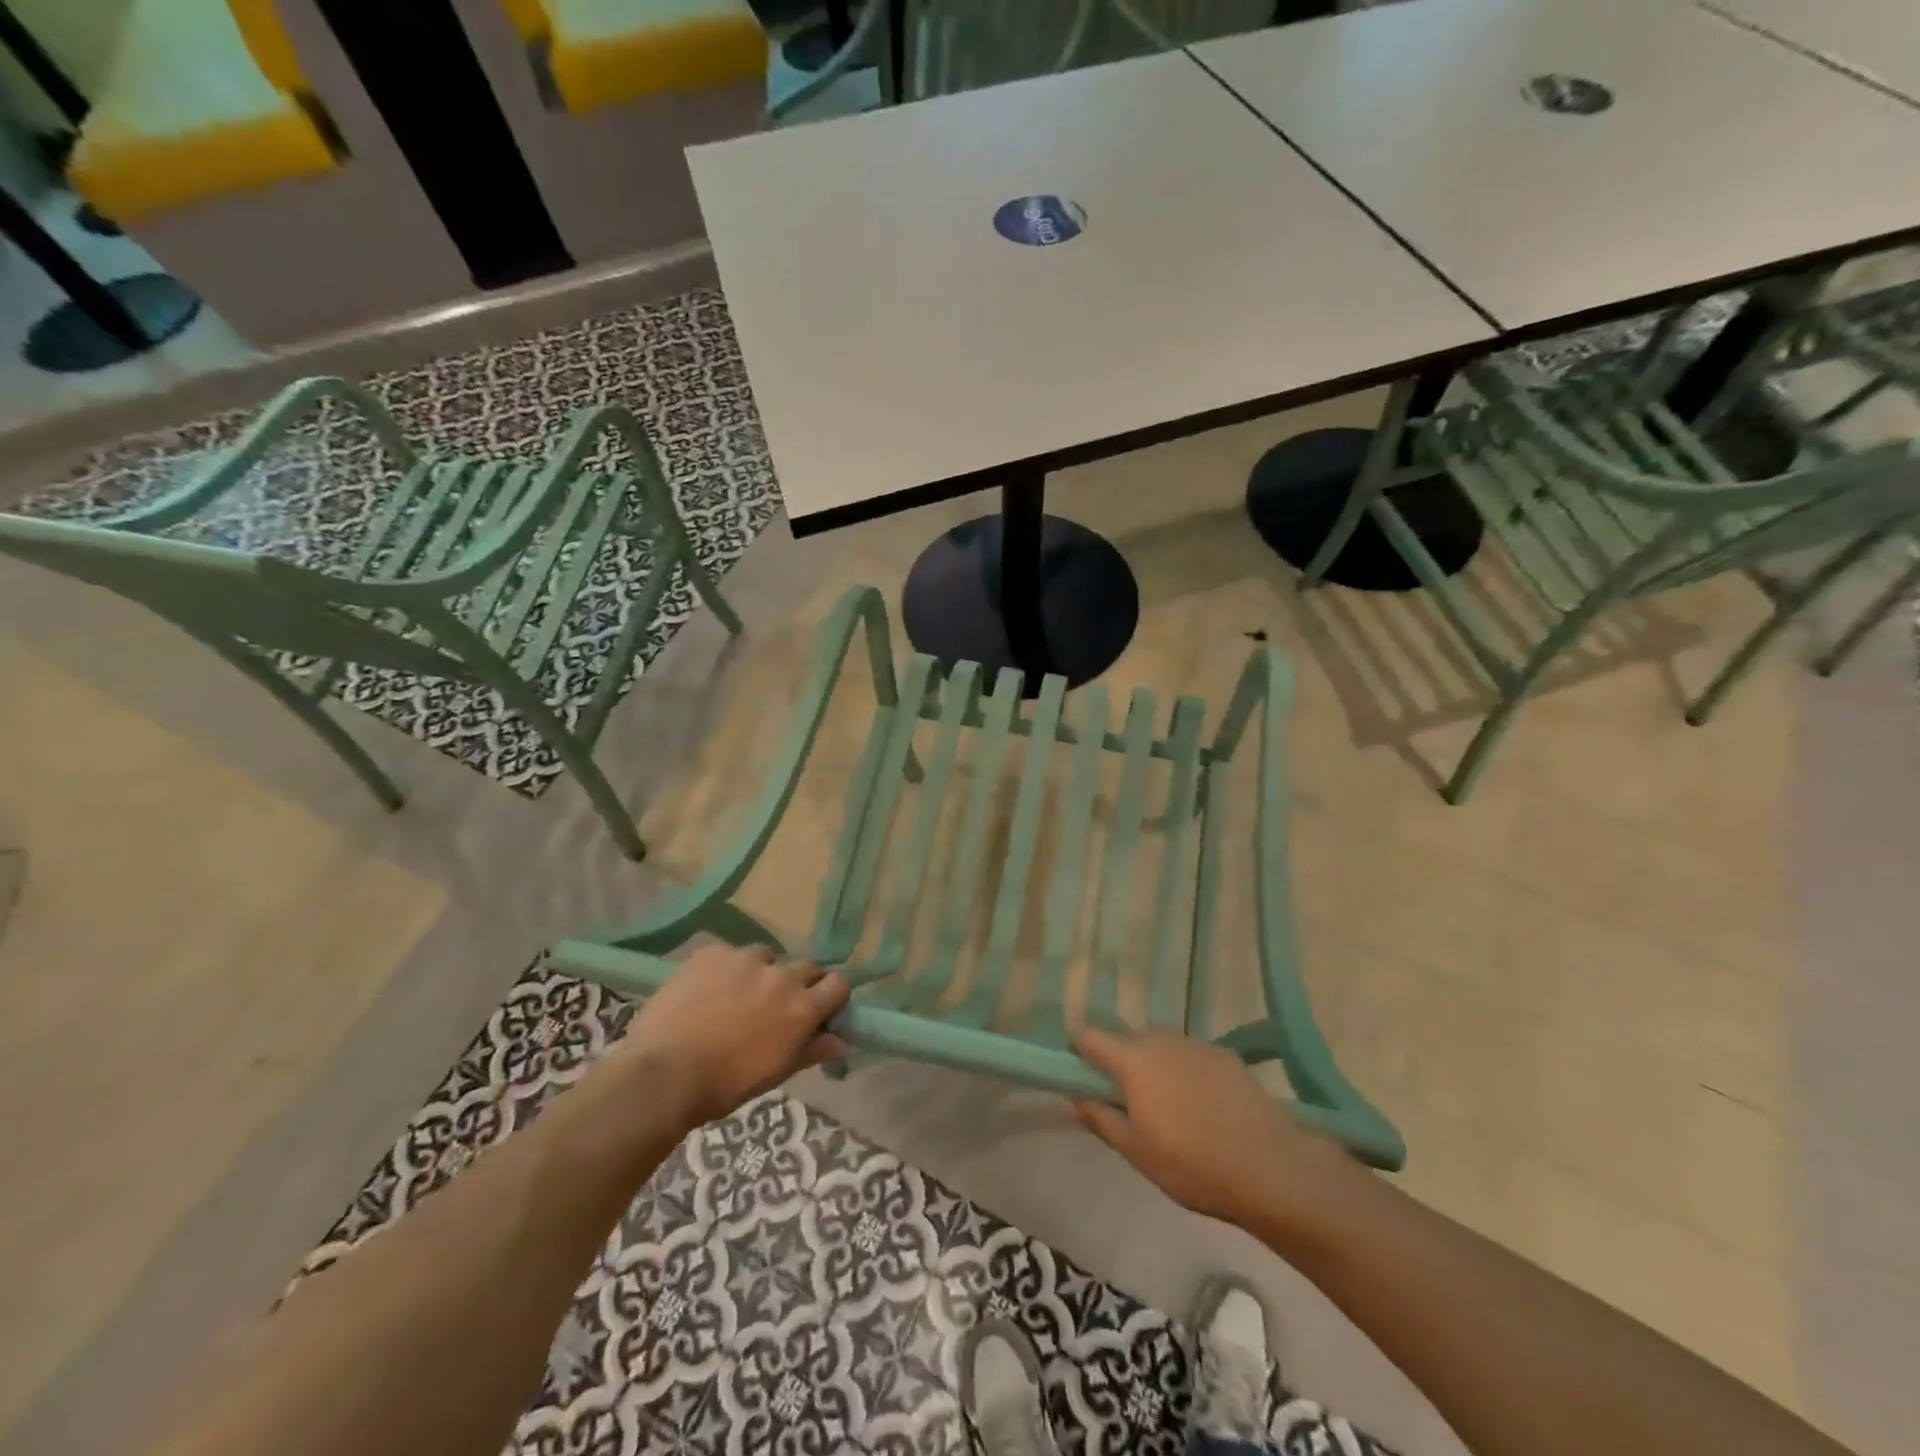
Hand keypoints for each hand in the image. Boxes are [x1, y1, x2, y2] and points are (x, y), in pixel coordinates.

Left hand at [618, 944, 849, 1128]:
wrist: (662, 1074)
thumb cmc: (724, 1085)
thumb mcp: (775, 1073)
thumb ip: (811, 1050)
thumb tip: (841, 1041)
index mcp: (801, 1008)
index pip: (838, 985)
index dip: (831, 996)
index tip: (819, 1008)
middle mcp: (781, 976)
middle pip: (806, 967)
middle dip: (798, 984)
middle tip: (775, 1006)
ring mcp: (745, 959)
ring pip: (766, 957)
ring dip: (760, 973)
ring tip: (735, 996)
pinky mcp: (712, 952)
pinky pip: (729, 954)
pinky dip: (725, 969)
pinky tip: (705, 990)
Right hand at [1070, 1027, 1353, 1228]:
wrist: (1271, 1168)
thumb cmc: (1193, 1165)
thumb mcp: (1136, 1152)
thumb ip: (1100, 1119)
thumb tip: (1073, 1097)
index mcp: (1132, 1060)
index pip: (1089, 1036)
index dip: (1077, 1049)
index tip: (1076, 1071)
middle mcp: (1160, 1039)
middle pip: (1125, 1038)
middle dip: (1117, 1061)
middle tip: (1124, 1100)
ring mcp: (1194, 1043)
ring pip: (1158, 1044)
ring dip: (1151, 1063)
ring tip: (1165, 1104)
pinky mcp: (1224, 1054)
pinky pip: (1188, 1054)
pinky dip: (1182, 1069)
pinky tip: (1199, 1104)